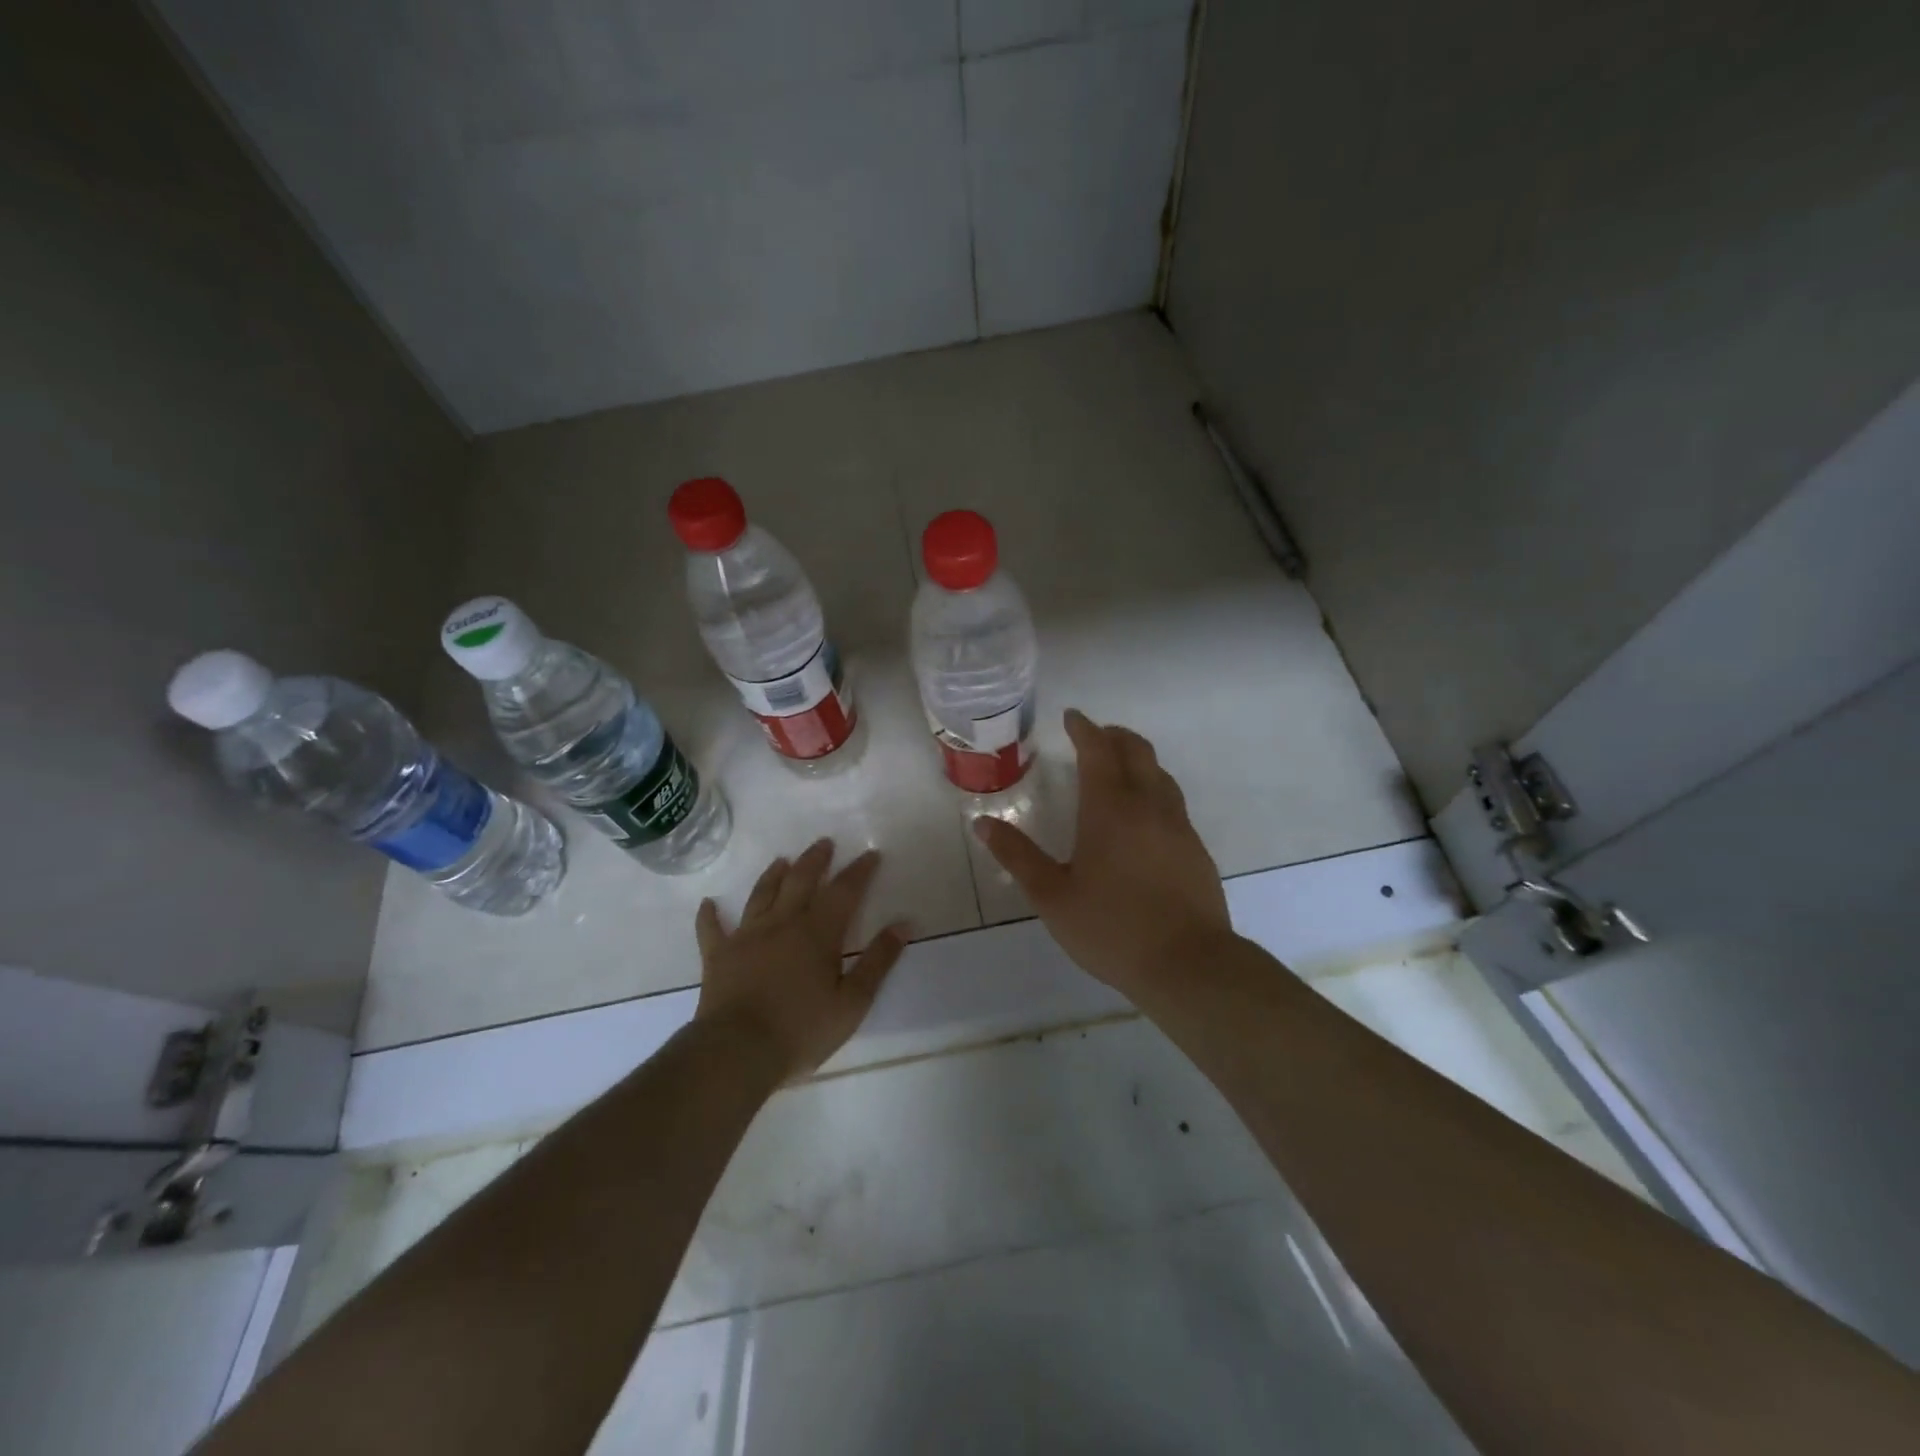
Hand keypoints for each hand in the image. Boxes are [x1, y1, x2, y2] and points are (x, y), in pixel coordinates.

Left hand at [693, 839, 907, 1081]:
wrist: (737, 1052)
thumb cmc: (801, 1029)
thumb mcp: (853, 1001)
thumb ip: (879, 961)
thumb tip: (903, 924)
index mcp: (818, 932)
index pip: (844, 891)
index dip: (859, 871)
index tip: (871, 854)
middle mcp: (782, 924)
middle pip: (800, 881)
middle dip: (815, 860)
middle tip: (824, 843)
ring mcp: (746, 937)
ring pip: (761, 896)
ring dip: (772, 876)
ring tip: (781, 860)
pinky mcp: (718, 957)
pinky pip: (712, 930)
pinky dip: (710, 915)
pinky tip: (709, 904)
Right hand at [973, 710, 1231, 997]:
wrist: (1188, 964)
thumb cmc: (1111, 928)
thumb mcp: (1052, 896)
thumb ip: (1018, 856)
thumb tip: (983, 824)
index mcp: (1110, 809)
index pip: (1098, 750)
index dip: (1084, 728)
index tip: (1072, 717)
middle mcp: (1148, 805)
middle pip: (1136, 751)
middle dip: (1114, 736)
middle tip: (1094, 736)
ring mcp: (1178, 826)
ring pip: (1160, 774)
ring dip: (1137, 760)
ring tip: (1117, 769)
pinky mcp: (1195, 848)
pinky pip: (1172, 801)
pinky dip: (1153, 789)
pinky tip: (1141, 817)